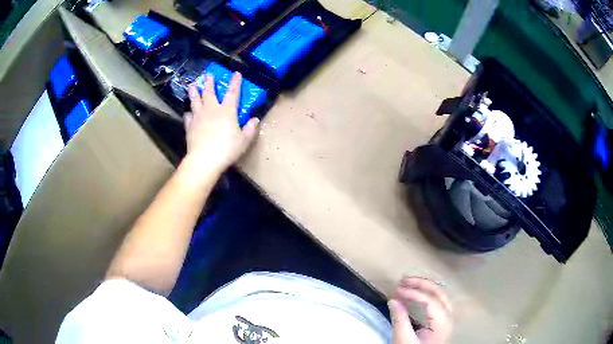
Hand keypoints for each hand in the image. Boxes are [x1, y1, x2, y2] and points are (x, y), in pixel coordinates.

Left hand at [183, 72, 258, 171]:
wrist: (204, 159)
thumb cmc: (227, 149)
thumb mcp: (244, 140)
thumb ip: (250, 129)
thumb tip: (255, 119)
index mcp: (227, 111)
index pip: (232, 92)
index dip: (235, 82)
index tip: (236, 73)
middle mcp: (211, 109)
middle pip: (209, 92)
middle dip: (209, 82)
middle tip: (208, 74)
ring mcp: (198, 117)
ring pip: (195, 100)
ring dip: (194, 92)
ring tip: (192, 85)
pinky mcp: (189, 126)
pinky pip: (187, 116)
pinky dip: (188, 113)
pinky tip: (188, 113)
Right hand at [388, 277, 452, 343]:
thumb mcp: (403, 340)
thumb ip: (400, 319)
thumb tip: (393, 299)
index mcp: (442, 323)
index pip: (431, 300)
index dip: (414, 292)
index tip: (397, 289)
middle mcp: (449, 316)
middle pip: (439, 292)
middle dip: (422, 283)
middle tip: (403, 280)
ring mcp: (448, 317)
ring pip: (441, 294)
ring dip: (425, 286)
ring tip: (408, 283)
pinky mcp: (443, 319)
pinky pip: (438, 300)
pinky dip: (427, 293)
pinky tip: (417, 292)